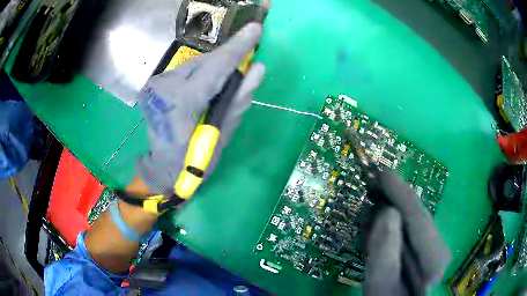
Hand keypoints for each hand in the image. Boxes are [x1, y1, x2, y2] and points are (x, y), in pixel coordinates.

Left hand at [135, 23, 264, 193]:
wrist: (162, 168)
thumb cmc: (193, 162)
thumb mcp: (221, 136)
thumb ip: (238, 99)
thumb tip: (257, 68)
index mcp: (180, 104)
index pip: (214, 68)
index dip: (237, 48)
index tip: (256, 29)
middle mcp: (164, 87)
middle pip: (204, 62)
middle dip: (227, 59)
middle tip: (246, 58)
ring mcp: (156, 84)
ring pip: (195, 65)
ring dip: (215, 67)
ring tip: (226, 78)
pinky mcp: (155, 84)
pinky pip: (186, 72)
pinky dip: (202, 75)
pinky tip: (207, 86)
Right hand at [363, 170, 450, 295]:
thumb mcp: (381, 288)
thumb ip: (385, 255)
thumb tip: (387, 212)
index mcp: (434, 260)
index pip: (418, 218)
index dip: (400, 194)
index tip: (383, 172)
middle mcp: (437, 250)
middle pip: (417, 217)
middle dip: (397, 198)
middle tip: (375, 181)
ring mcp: (430, 251)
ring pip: (412, 222)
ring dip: (393, 209)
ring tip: (374, 198)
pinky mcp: (421, 254)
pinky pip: (407, 231)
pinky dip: (392, 225)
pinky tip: (379, 223)